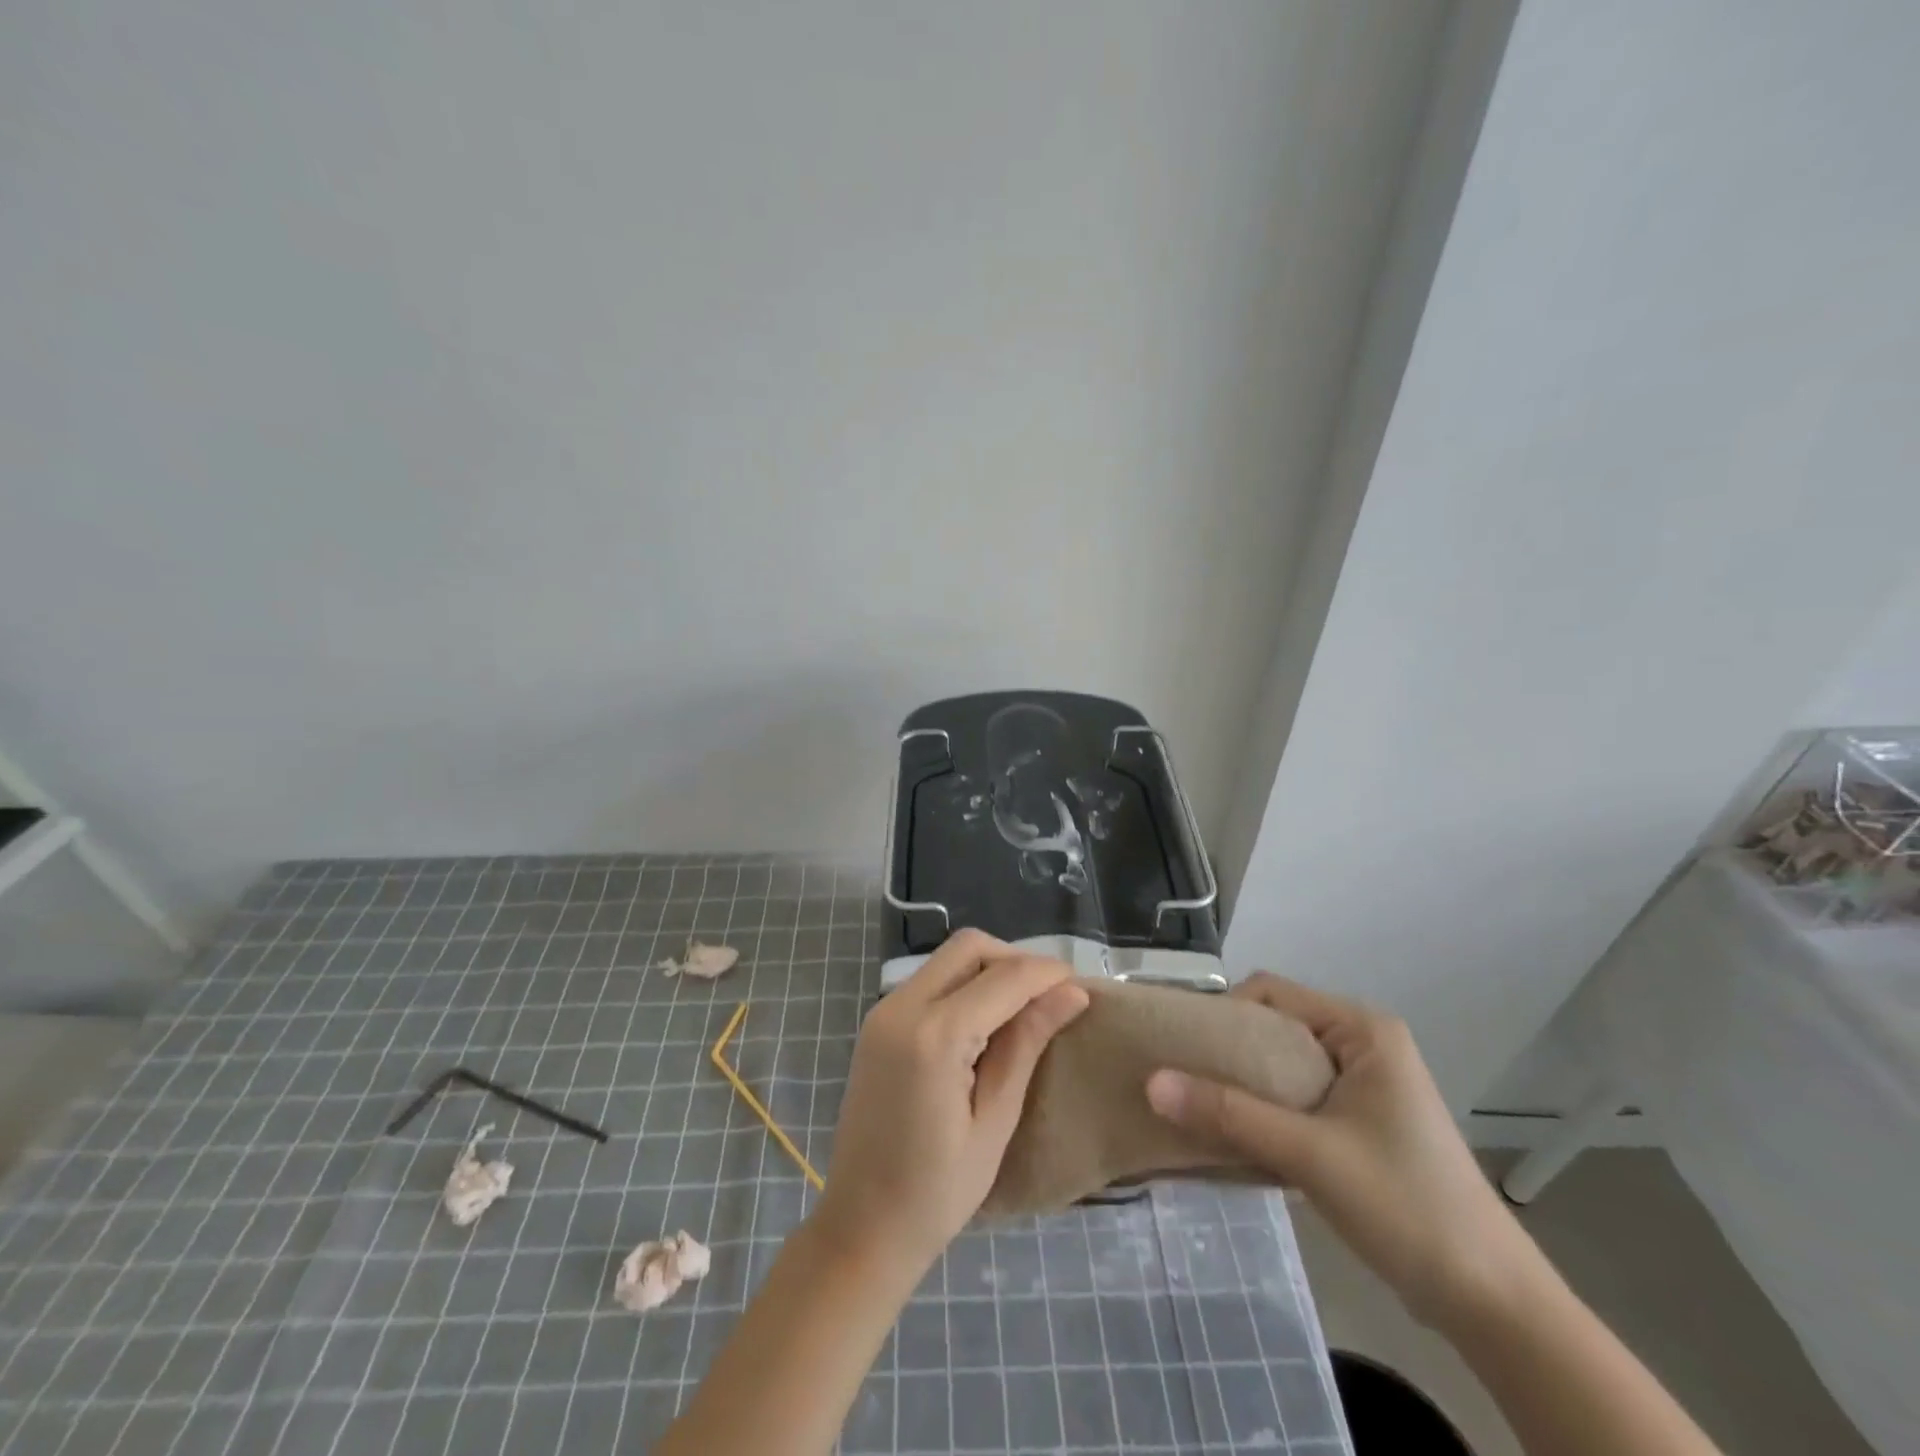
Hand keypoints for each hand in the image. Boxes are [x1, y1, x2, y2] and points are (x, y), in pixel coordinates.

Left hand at [816, 930, 1088, 1274]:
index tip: (1082, 987)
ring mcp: (884, 1011)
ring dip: (989, 970)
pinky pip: (929, 981)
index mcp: (934, 1035)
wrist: (861, 1226)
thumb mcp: (995, 1120)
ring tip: (1024, 1010)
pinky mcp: (877, 1022)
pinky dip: (963, 986)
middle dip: (1015, 960)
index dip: (1047, 973)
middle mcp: (902, 1006)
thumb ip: (1027, 1044)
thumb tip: (1072, 993)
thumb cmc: (937, 1191)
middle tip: (1050, 998)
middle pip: (969, 947)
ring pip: (948, 959)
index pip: (1004, 977)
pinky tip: (985, 1022)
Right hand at [1146, 973, 1539, 1327]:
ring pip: (1283, 1063)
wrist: (1492, 1302)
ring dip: (1243, 1082)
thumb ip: (1229, 1114)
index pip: (1272, 992)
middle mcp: (1363, 1043)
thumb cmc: (1406, 1206)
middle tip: (1181, 1075)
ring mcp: (1365, 1083)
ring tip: (1198, 1104)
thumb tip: (1151, 1083)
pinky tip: (1235, 1133)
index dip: (1223, 1011)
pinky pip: (1297, 1095)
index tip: (1183, 1046)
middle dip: (1227, 1049)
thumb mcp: (1310, 1155)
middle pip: (1275, 1025)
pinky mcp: (1361, 1120)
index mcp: (1362, 1029)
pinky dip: (1264, 1108)